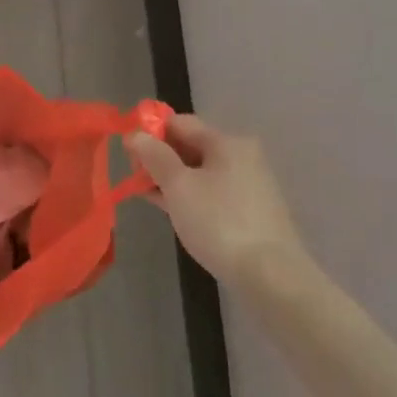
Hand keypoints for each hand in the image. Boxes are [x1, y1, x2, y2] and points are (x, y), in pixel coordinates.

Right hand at [126, 115, 317, 294]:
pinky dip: (189, 195)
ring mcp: (248, 183)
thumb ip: (154, 156)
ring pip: (199, 171)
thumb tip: (135, 134)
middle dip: (159, 158)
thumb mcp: (179, 186)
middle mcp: (241, 155)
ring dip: (171, 178)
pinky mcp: (249, 209)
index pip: (179, 123)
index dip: (150, 132)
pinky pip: (211, 191)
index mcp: (227, 142)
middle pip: (190, 145)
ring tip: (146, 194)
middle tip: (135, 178)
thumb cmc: (219, 222)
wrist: (269, 274)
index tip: (127, 153)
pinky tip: (170, 208)